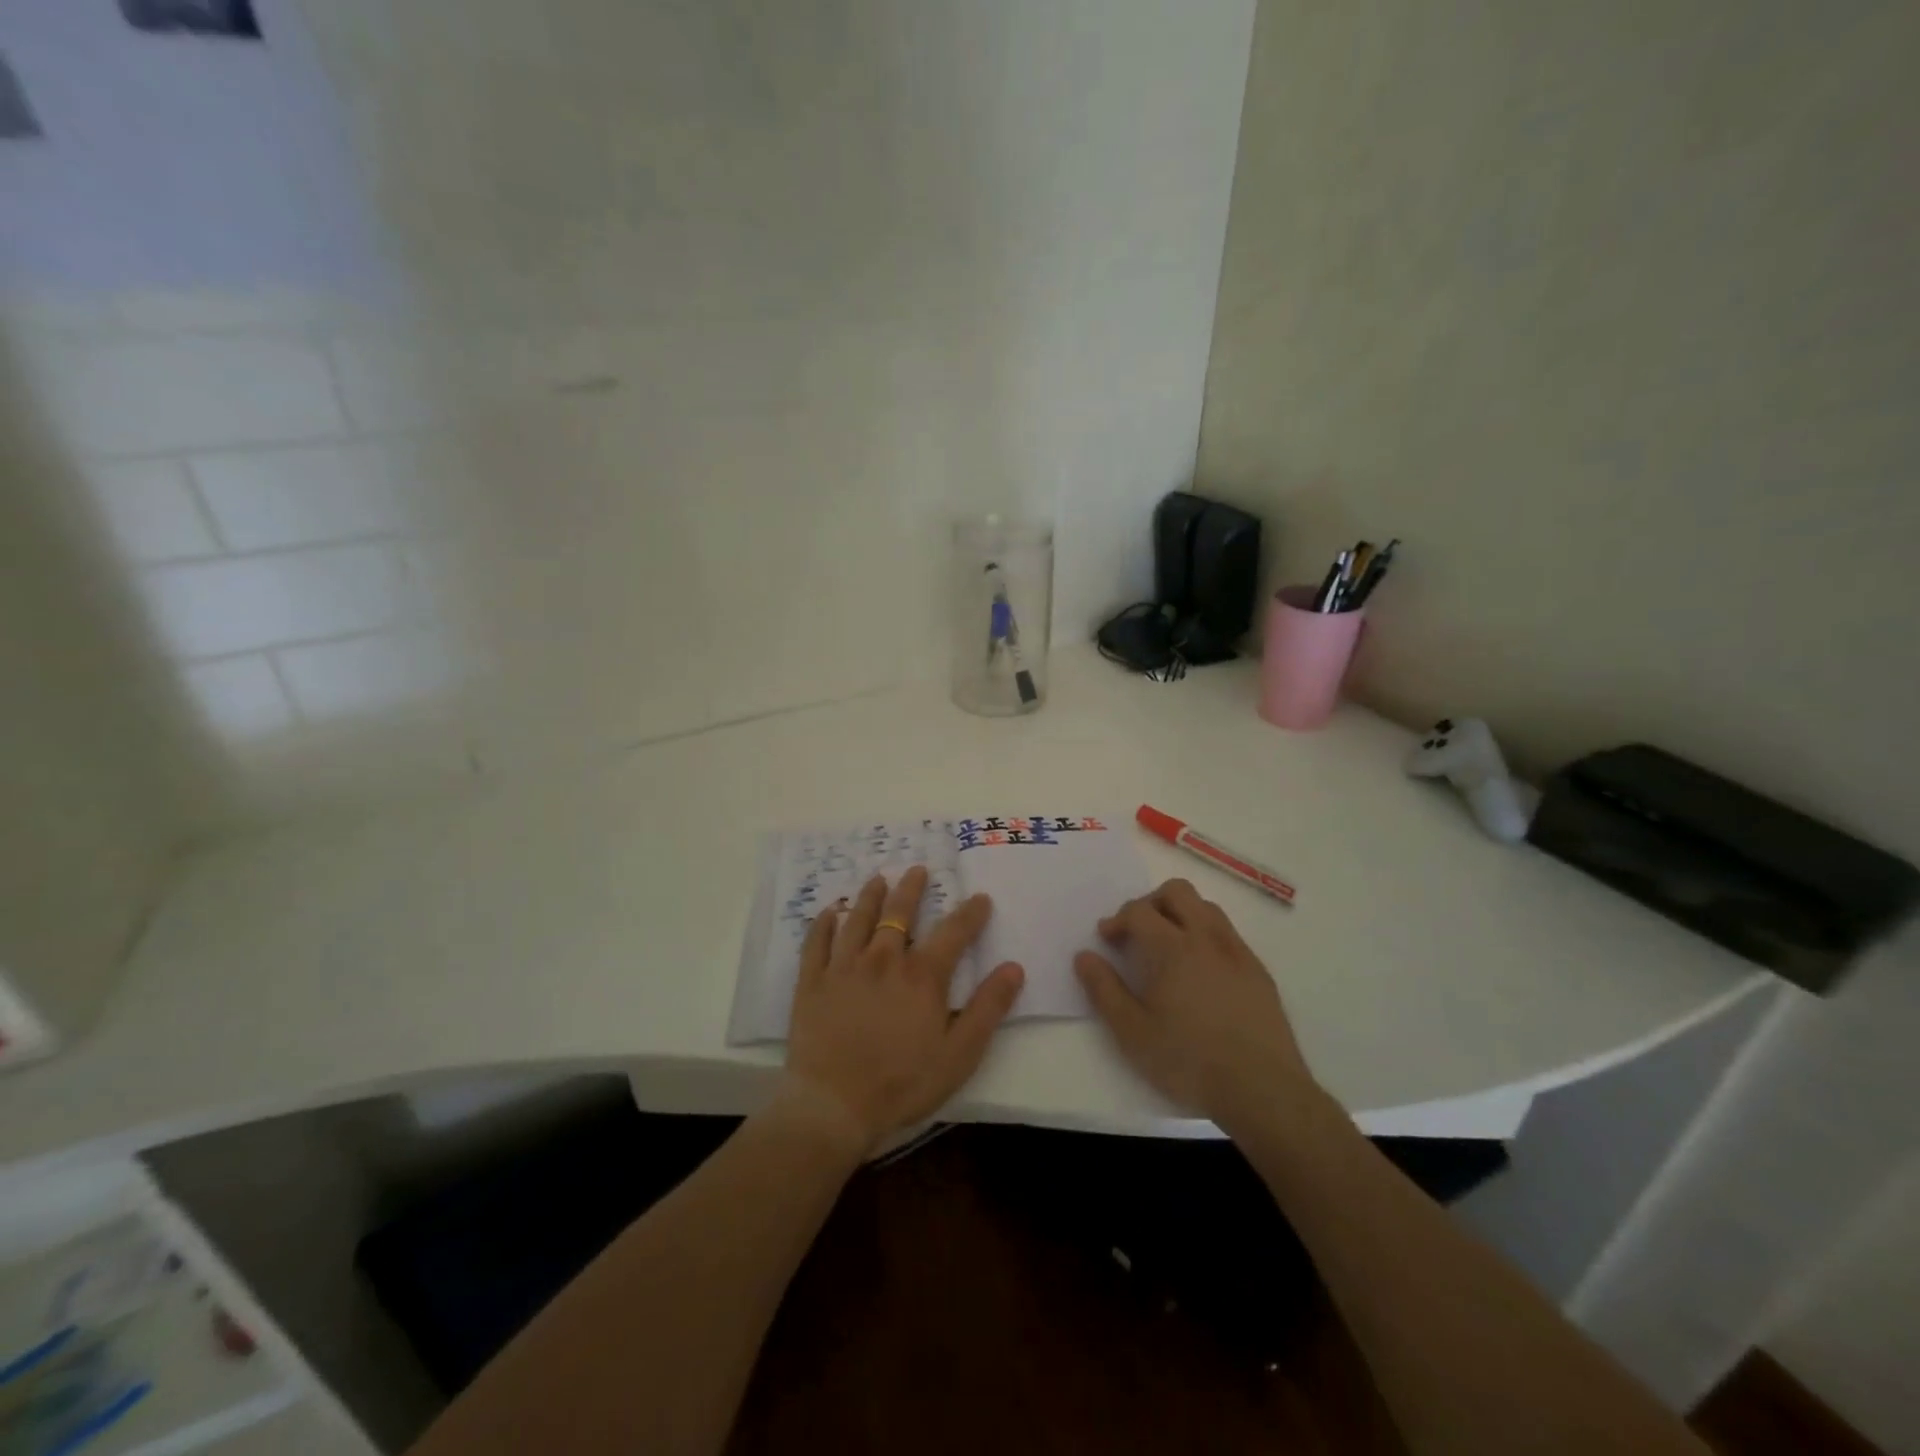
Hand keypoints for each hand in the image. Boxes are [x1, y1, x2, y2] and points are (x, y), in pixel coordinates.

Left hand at [785, 866, 1024, 1154]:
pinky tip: (829, 913)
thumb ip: (988, 1008)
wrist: (833, 1106)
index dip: (970, 913)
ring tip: (877, 880)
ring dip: (869, 896)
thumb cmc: (903, 1084)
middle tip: (917, 870)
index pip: (953, 932)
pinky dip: (823, 924)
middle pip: (899, 913)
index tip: (980, 898)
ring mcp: (843, 968)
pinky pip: (817, 943)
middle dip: (912, 889)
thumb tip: (1014, 968)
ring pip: (858, 919)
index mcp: (922, 976)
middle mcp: (883, 960)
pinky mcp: (812, 982)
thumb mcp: (959, 1054)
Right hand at [1074, 878, 1315, 1132]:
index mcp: (1172, 947)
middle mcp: (1206, 937)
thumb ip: (1104, 990)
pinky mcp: (1258, 970)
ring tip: (1168, 946)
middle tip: (1137, 933)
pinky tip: (1201, 970)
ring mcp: (1237, 951)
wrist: (1262, 1089)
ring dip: (1181, 913)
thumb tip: (1084, 956)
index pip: (1138, 910)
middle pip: (1176, 892)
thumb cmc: (1189, 1060)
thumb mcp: (1132, 1032)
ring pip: (1206, 907)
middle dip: (1150, 902)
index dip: (1117, 919)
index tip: (1107, 940)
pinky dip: (1206, 935)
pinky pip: (1228, 933)